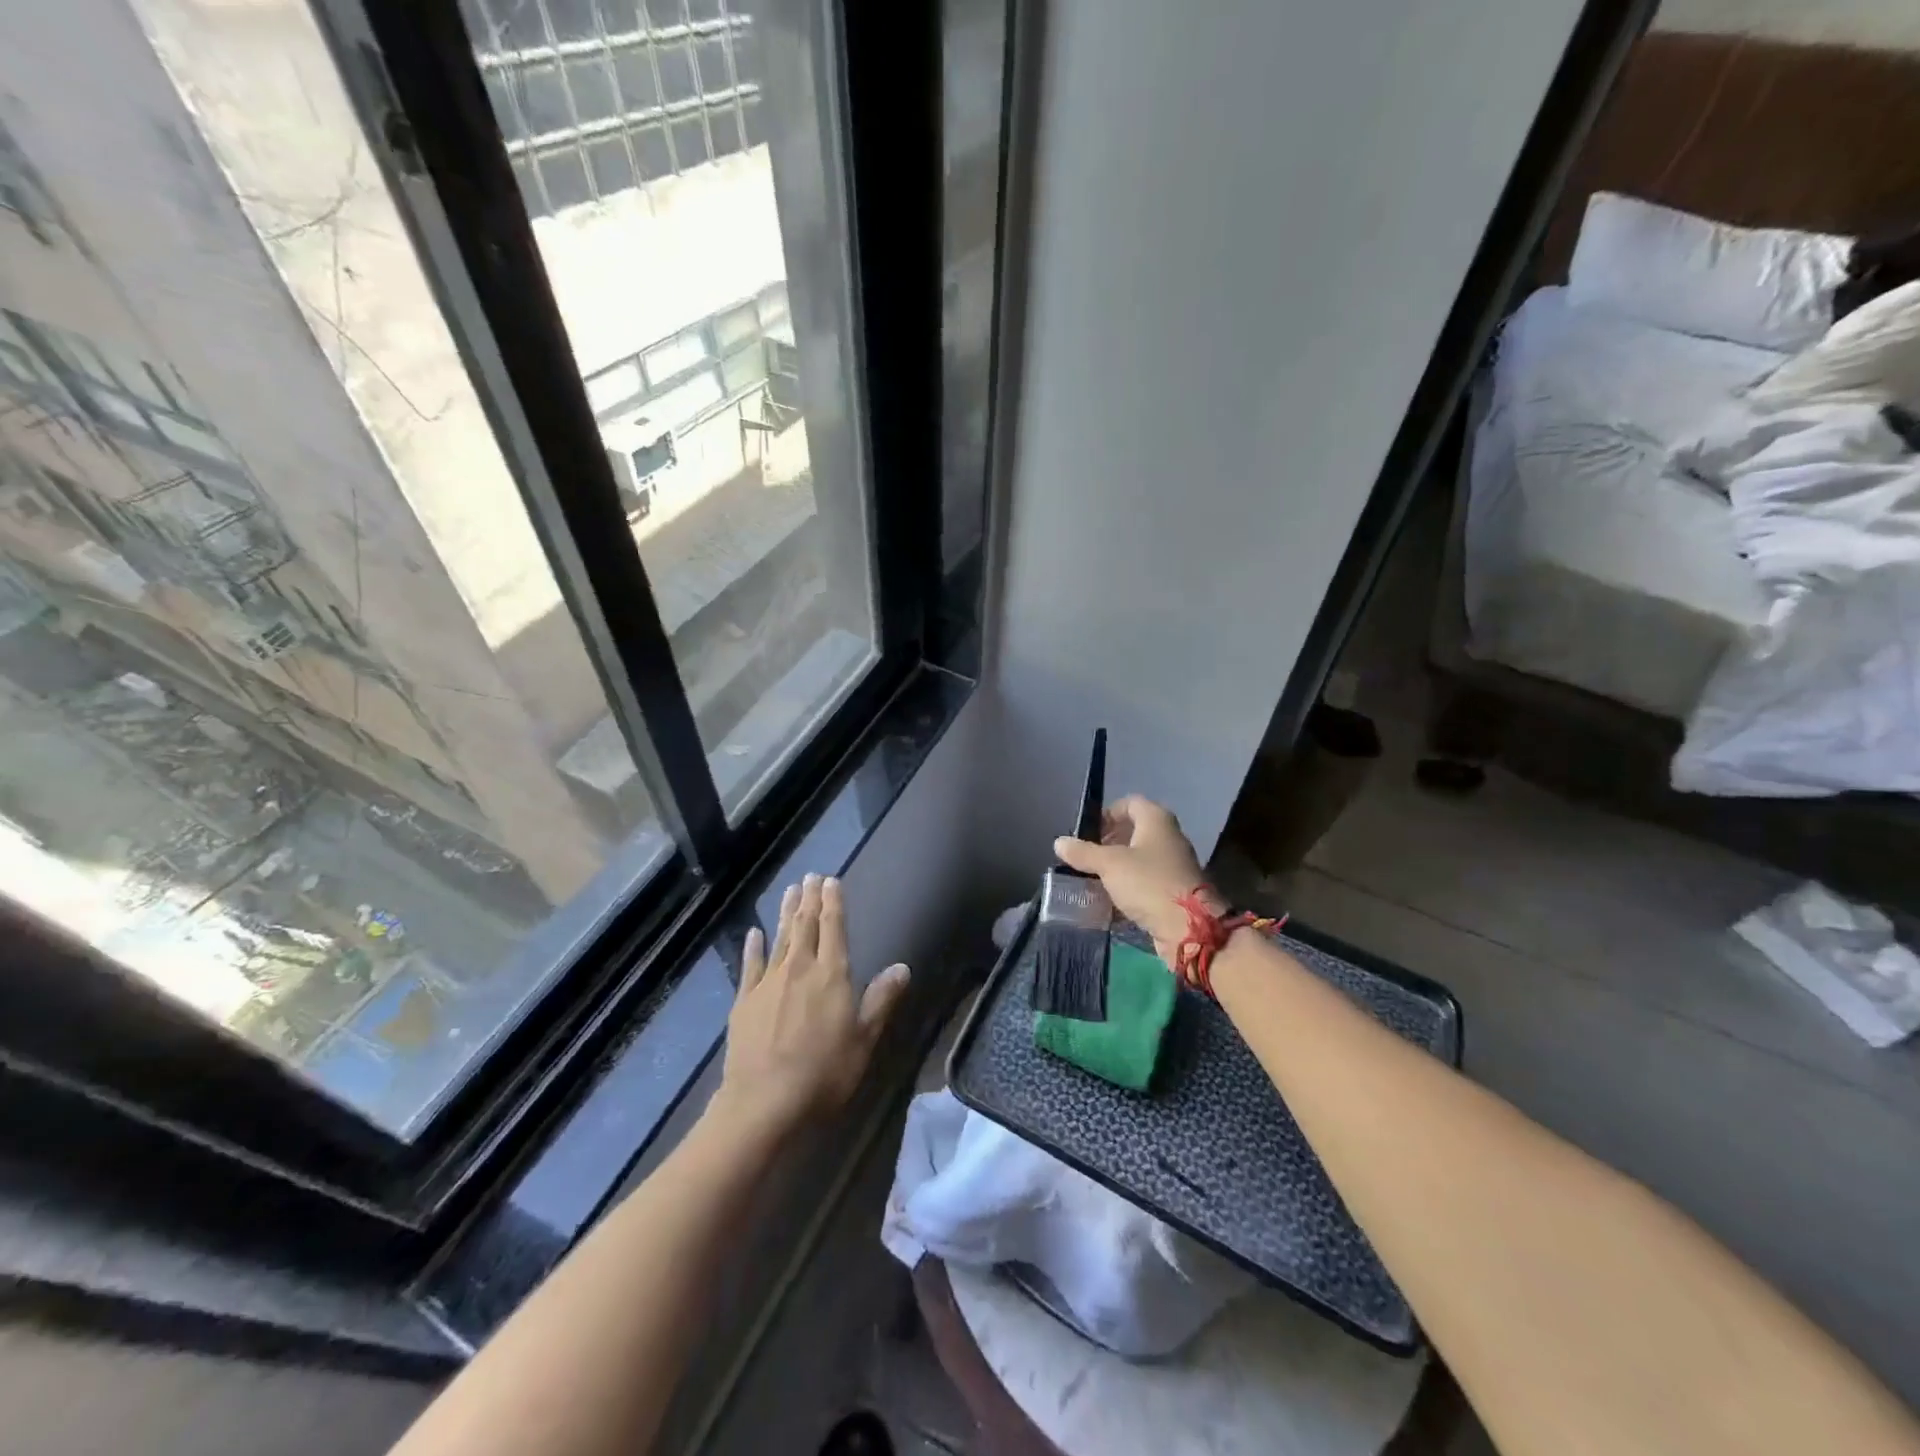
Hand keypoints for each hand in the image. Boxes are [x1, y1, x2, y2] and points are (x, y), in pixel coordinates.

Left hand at [713, 874, 910, 1140]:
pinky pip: (750, 965)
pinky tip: (754, 933)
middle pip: (805, 925)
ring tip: (789, 890)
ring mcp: (768, 983)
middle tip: (810, 876)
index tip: (830, 880)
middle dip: (809, 899)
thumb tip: (902, 967)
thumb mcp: (864, 1039)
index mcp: (832, 974)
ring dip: (785, 913)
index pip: (834, 928)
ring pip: (780, 938)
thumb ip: (881, 1000)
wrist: (764, 1103)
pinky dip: (753, 947)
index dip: (833, 902)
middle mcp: (799, 968)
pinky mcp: (745, 1001)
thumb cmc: (824, 1073)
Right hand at [1053, 795, 1220, 961]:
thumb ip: (1084, 853)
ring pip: (1139, 859)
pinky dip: (1128, 888)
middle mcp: (1169, 837)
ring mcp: (1174, 865)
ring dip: (1116, 868)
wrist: (1189, 928)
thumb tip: (1059, 842)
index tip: (1087, 832)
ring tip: (1093, 880)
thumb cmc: (1148, 883)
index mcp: (1156, 820)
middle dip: (1108, 843)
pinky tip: (1110, 901)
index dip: (1107, 813)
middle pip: (1134, 831)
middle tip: (1086, 857)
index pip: (1130, 803)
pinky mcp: (1174, 890)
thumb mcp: (1110, 865)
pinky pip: (1145, 882)